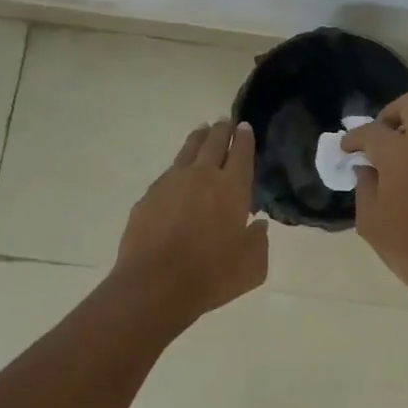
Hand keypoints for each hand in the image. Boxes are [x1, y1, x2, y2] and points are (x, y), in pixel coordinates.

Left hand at [115, 120, 268, 316]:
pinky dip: (178, 167)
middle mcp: (203, 176)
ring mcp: (172, 182)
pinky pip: (168, 172)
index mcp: (233, 188)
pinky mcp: (149, 195)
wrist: (155, 285)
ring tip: (202, 131)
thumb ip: (259, 241)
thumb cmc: (212, 275)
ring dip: (198, 139)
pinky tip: (178, 173)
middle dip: (222, 130)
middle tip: (225, 122)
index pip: (242, 153)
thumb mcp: (252, 266)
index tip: (245, 127)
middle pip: (214, 142)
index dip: (245, 138)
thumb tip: (257, 226)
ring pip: (188, 150)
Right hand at [342, 93, 407, 300]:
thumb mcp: (370, 218)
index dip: (354, 138)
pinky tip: (400, 180)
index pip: (372, 130)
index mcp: (401, 152)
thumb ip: (364, 186)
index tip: (345, 149)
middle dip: (389, 114)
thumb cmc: (406, 244)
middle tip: (374, 141)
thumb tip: (366, 170)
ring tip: (383, 165)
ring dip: (403, 136)